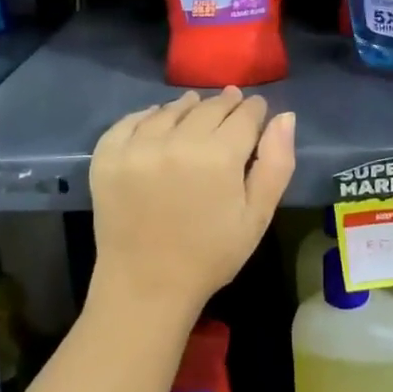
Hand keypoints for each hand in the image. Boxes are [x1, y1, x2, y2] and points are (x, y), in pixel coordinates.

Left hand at [89, 88, 295, 321]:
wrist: (146, 287)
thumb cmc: (210, 256)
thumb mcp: (257, 217)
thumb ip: (276, 164)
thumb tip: (285, 117)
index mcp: (218, 156)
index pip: (243, 115)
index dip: (254, 109)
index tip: (256, 109)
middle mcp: (176, 141)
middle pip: (208, 107)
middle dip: (225, 104)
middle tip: (231, 103)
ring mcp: (137, 147)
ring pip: (170, 110)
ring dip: (187, 107)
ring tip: (195, 108)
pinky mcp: (107, 156)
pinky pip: (129, 121)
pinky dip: (147, 116)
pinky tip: (157, 122)